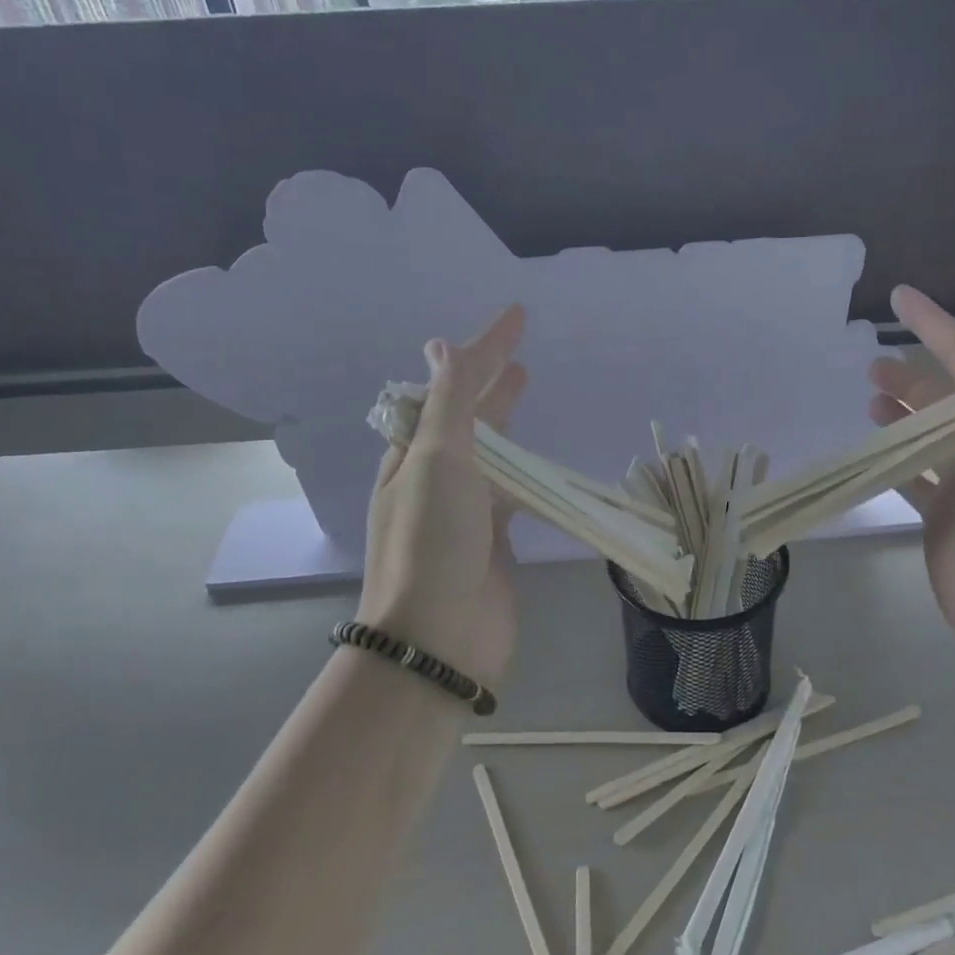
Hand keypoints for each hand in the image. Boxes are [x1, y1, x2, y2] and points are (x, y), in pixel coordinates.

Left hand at [358, 305, 527, 687]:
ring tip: (529, 393)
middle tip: (520, 358)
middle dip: (491, 384)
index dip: (482, 348)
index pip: (449, 386)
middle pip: (468, 418)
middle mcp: (434, 479)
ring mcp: (463, 513)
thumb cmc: (433, 543)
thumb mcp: (437, 461)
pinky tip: (542, 466)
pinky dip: (526, 475)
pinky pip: (511, 496)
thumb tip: (441, 347)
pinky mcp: (492, 544)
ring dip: (508, 424)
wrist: (439, 639)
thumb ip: (450, 405)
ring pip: (491, 455)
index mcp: (412, 453)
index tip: (518, 316)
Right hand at [867, 287, 954, 641]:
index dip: (932, 323)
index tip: (897, 297)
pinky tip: (868, 453)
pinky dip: (890, 461)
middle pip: (943, 395)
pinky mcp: (940, 514)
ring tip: (868, 402)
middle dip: (910, 374)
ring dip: (899, 414)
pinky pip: (910, 476)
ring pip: (924, 435)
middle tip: (870, 365)